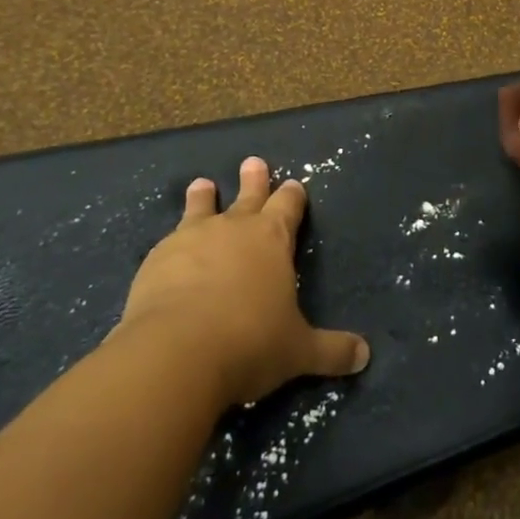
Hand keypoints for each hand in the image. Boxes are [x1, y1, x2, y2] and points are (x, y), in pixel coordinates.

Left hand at [114, 157, 369, 407]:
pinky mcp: (155, 261)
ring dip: (203, 197)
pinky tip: (167, 249)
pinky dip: (173, 242)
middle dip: (254, 180)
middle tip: (253, 162)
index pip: (288, 207)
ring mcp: (190, 240)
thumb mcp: (299, 351)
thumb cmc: (250, 343)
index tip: (294, 184)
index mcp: (272, 239)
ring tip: (201, 184)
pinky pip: (168, 242)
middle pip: (248, 196)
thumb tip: (365, 356)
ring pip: (201, 209)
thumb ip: (331, 351)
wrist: (176, 353)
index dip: (293, 196)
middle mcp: (233, 229)